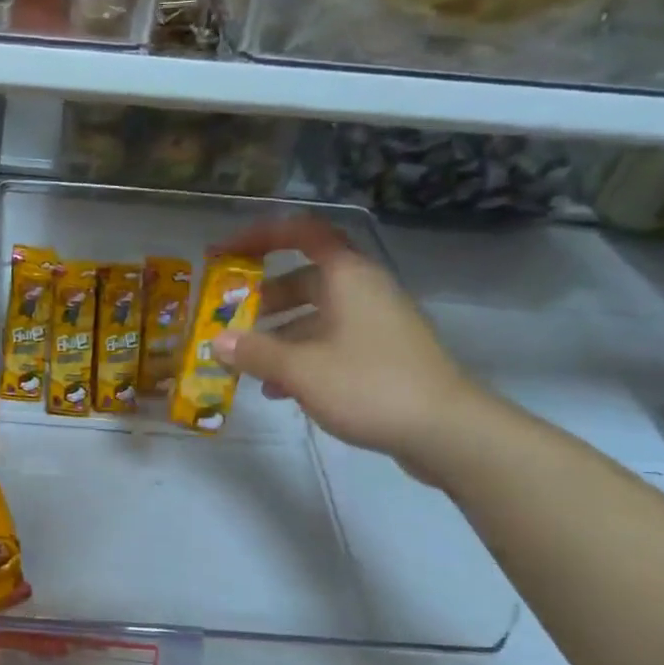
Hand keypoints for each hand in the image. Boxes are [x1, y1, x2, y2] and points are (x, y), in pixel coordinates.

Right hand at [211, 216, 491, 475]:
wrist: (447, 431)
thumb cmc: (369, 385)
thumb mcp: (301, 369)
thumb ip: (254, 352)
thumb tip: (216, 342)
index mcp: (347, 276)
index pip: (302, 233)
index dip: (260, 236)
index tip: (225, 254)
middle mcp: (363, 290)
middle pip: (305, 279)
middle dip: (263, 299)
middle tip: (230, 321)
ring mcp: (376, 323)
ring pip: (317, 316)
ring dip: (279, 334)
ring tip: (247, 363)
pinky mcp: (383, 354)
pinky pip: (332, 343)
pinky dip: (302, 357)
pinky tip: (279, 390)